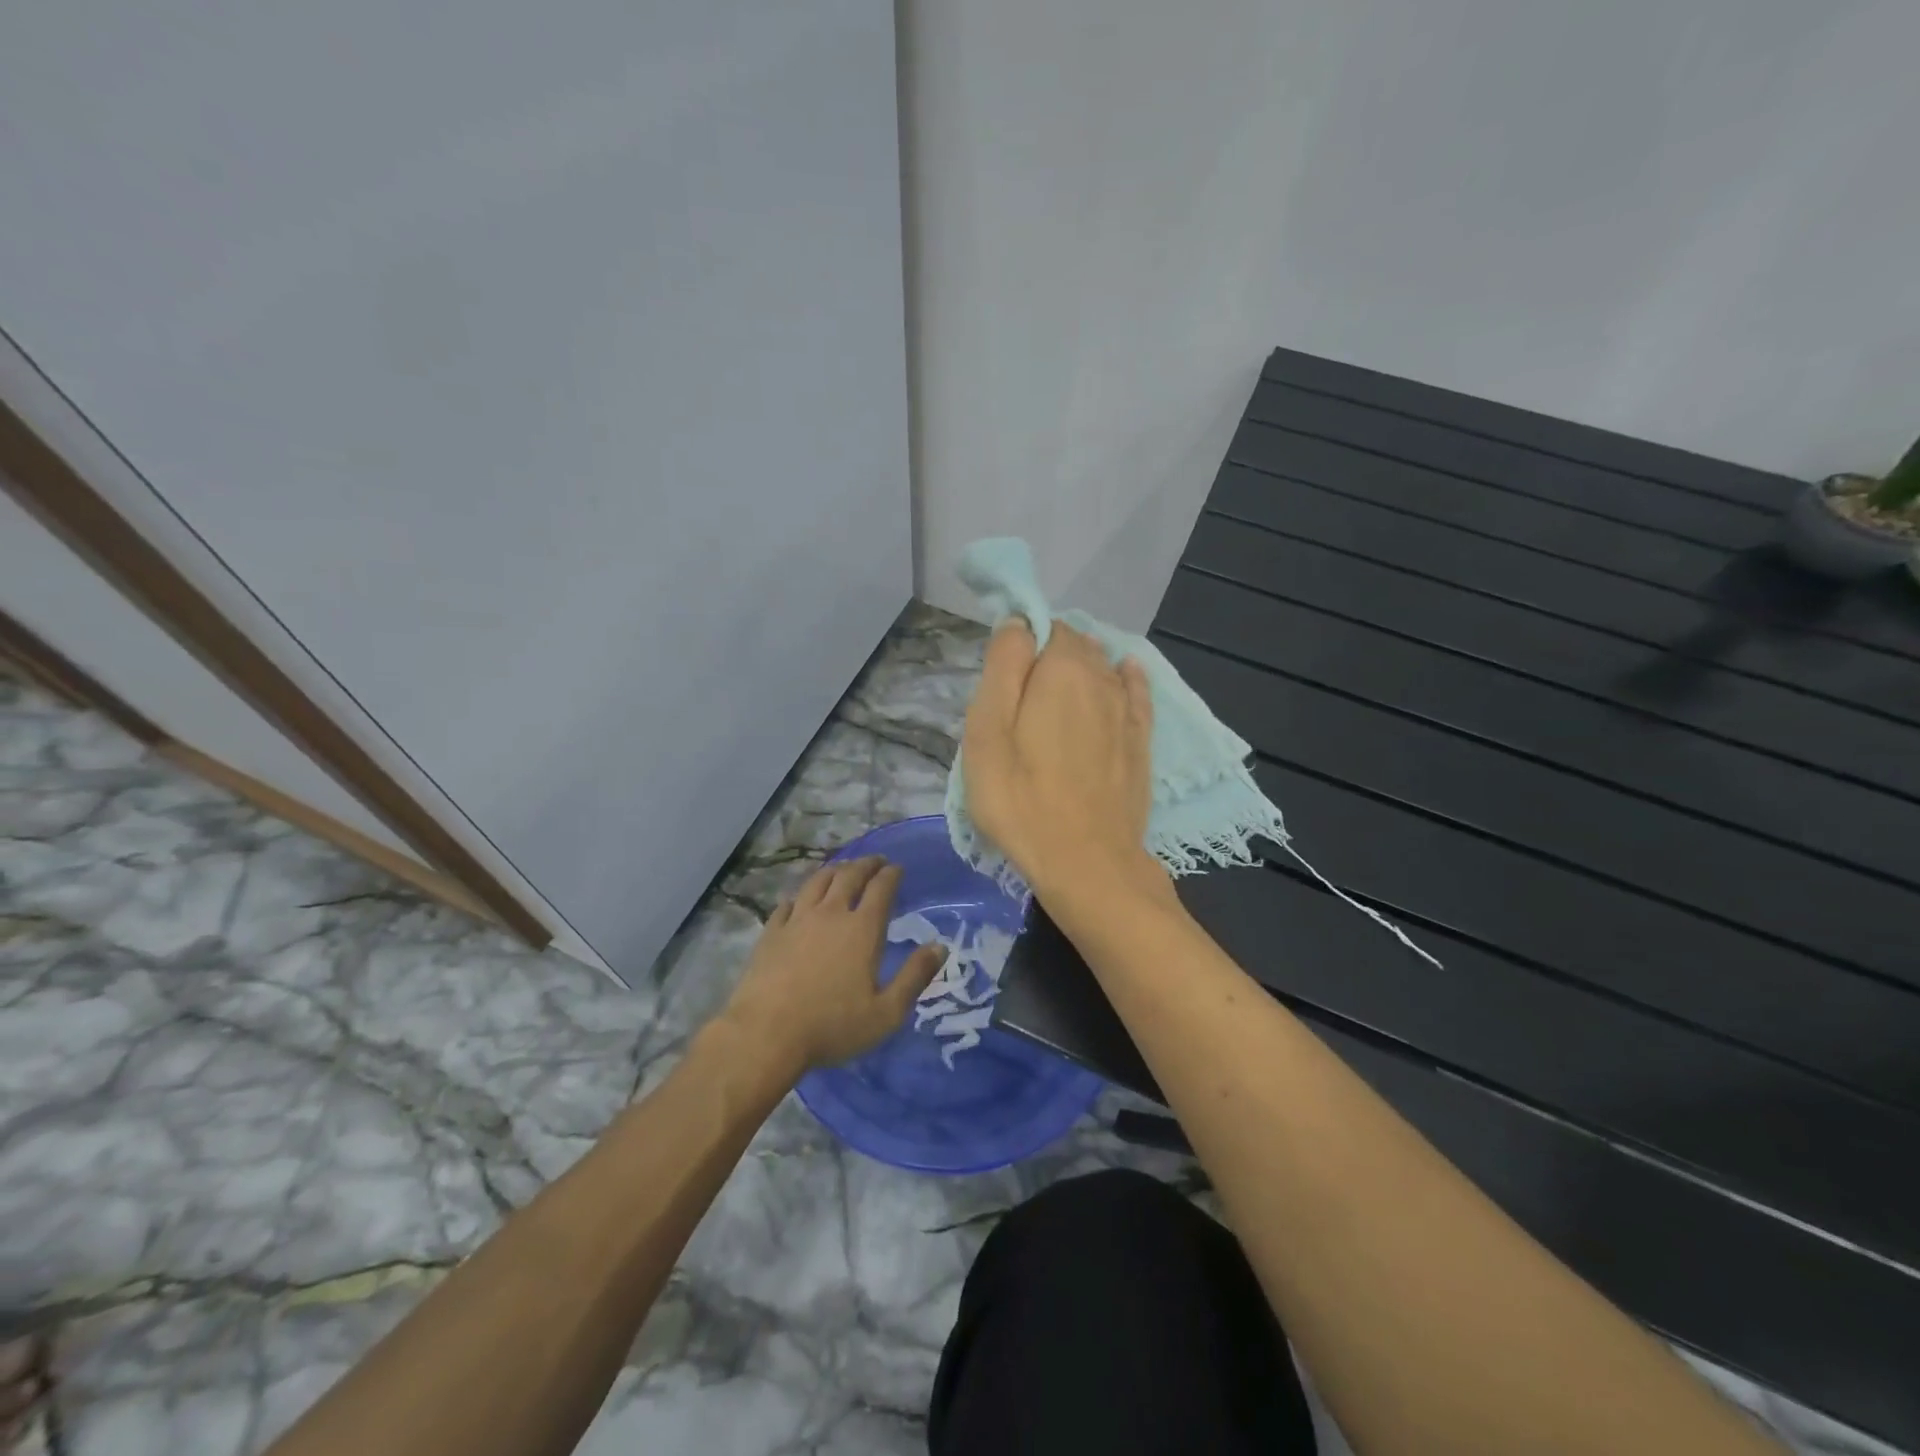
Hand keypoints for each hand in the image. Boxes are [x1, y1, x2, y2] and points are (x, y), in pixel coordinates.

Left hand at [719, 856, 944, 1076]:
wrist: (766, 1034)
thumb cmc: (832, 1025)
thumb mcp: (886, 1012)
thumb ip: (915, 977)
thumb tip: (940, 947)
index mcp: (863, 929)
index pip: (881, 888)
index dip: (892, 874)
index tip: (898, 868)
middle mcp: (831, 914)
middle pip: (850, 876)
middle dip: (866, 864)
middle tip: (876, 861)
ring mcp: (797, 920)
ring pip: (818, 882)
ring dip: (835, 870)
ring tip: (843, 869)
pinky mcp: (771, 933)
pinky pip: (787, 904)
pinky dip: (800, 896)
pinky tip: (800, 900)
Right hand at [961, 619, 1163, 901]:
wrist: (1086, 863)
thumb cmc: (1021, 799)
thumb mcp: (987, 731)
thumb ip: (1002, 666)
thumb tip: (1017, 621)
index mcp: (1062, 669)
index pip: (1043, 627)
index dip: (1021, 643)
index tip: (1001, 678)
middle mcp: (1102, 678)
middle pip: (1075, 646)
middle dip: (1049, 656)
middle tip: (1019, 699)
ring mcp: (1126, 711)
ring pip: (1103, 668)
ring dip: (1081, 669)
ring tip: (1056, 694)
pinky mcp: (1141, 742)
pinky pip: (1136, 693)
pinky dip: (1126, 678)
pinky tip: (1124, 673)